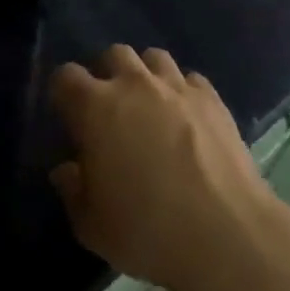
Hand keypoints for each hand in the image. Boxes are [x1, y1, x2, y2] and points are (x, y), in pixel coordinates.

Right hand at [49, 46, 282, 290]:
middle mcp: (134, 84)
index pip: (66, 76)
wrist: (225, 235)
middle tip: (111, 108)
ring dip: (146, 75)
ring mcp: (177, 87)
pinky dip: (183, 91)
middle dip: (107, 74)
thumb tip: (67, 170)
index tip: (68, 116)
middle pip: (113, 55)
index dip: (63, 92)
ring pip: (154, 58)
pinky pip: (191, 79)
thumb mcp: (92, 226)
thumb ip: (72, 191)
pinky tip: (187, 117)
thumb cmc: (147, 232)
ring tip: (150, 105)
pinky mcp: (212, 99)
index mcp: (95, 108)